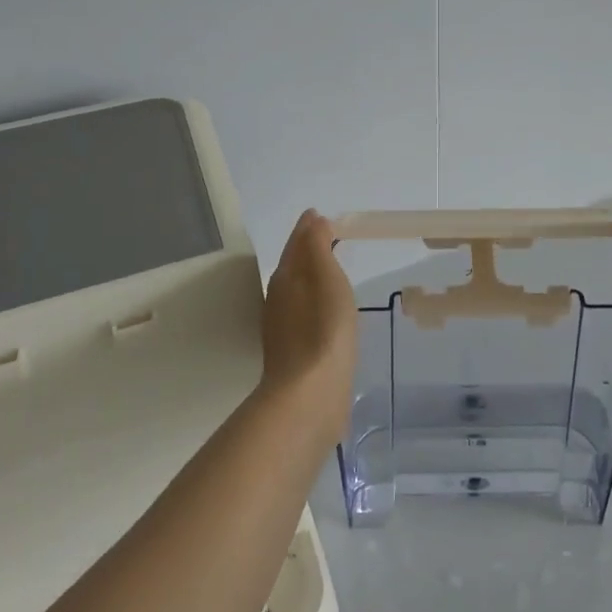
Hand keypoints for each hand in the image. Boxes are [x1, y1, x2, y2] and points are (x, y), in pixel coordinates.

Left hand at [259, 210, 357, 450]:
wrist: (309, 396)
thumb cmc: (322, 329)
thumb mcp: (325, 278)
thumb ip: (317, 246)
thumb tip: (313, 220)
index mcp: (285, 278)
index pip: (296, 243)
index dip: (309, 228)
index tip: (324, 216)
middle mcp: (279, 299)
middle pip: (293, 265)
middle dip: (309, 249)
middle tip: (331, 236)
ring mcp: (284, 327)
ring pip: (298, 290)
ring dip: (312, 276)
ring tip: (333, 269)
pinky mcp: (296, 352)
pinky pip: (306, 313)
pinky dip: (317, 301)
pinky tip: (330, 310)